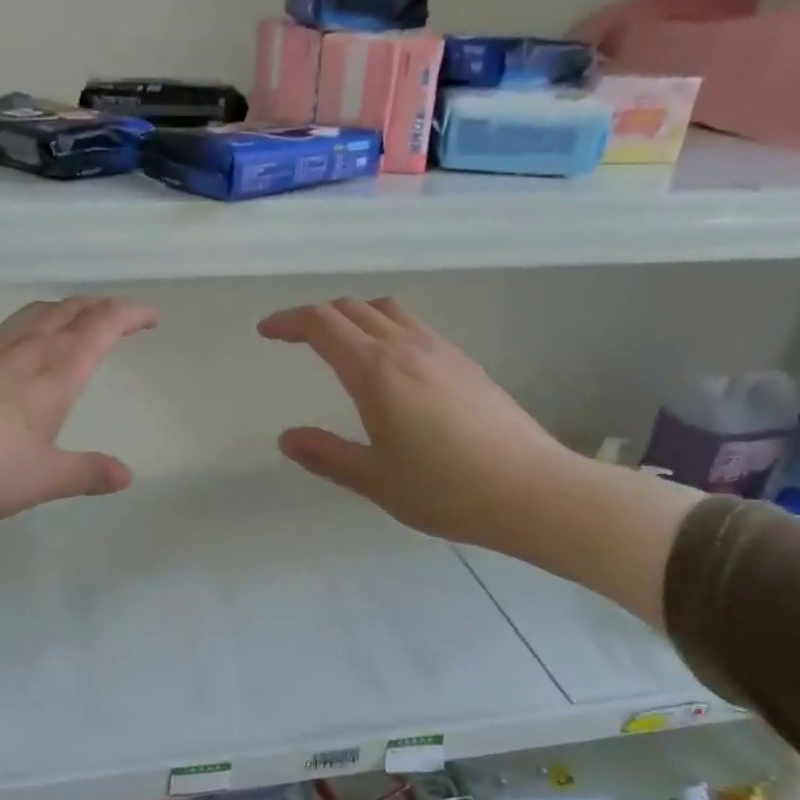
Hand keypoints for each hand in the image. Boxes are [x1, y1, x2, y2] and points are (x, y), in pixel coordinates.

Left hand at [0, 296, 157, 525]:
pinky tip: (21, 349)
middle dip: (100, 306)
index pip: (100, 327)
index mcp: (53, 374)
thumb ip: (86, 473)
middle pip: (68, 311)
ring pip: (34, 313)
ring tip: (77, 320)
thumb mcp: (42, 479)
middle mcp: (23, 352)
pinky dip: (32, 325)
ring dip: (64, 309)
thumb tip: (126, 474)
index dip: (129, 315)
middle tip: (120, 315)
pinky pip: (8, 329)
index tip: (151, 315)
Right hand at [257, 297, 575, 548]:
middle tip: (295, 339)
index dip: (289, 321)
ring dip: (354, 316)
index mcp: (376, 372)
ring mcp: (442, 351)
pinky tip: (392, 364)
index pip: (322, 325)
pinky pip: (415, 326)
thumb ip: (326, 455)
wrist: (533, 490)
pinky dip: (386, 327)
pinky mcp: (466, 363)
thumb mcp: (375, 480)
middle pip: (352, 308)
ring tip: (341, 343)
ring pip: (388, 310)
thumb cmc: (446, 489)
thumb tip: (287, 437)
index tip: (266, 331)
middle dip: (316, 316)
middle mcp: (407, 348)